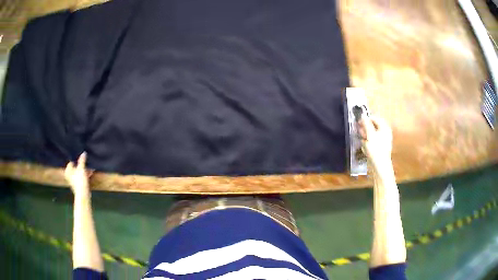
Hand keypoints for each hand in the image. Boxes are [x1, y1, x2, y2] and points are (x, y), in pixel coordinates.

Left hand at [65, 153, 92, 197]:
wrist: (83, 194)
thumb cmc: (80, 180)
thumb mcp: (82, 168)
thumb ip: (82, 160)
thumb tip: (84, 153)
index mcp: (68, 170)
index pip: (71, 162)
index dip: (76, 161)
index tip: (82, 160)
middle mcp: (69, 175)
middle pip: (75, 168)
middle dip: (81, 167)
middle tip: (87, 165)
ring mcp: (73, 181)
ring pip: (78, 173)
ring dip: (84, 171)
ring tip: (90, 170)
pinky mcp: (77, 185)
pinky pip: (80, 178)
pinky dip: (84, 176)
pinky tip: (90, 175)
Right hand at [358, 116, 392, 173]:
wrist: (380, 165)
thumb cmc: (376, 149)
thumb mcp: (370, 135)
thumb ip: (366, 124)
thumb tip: (363, 115)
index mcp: (384, 127)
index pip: (374, 118)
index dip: (366, 119)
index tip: (359, 122)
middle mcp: (385, 132)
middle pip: (373, 126)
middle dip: (365, 129)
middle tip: (360, 132)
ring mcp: (383, 140)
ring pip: (372, 134)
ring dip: (365, 136)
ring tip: (362, 141)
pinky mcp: (380, 147)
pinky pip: (372, 141)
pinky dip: (368, 142)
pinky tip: (365, 147)